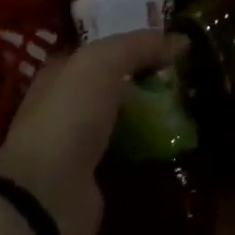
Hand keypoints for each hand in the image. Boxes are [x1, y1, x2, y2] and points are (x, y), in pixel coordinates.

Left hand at [0, 31, 181, 234]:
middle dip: (144, 75)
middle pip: (113, 81)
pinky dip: (147, 145)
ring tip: (187, 103)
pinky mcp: (93, 175)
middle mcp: (66, 103)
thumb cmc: (68, 115)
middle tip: (184, 70)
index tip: (169, 39)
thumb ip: (140, 46)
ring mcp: (78, 142)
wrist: (46, 195)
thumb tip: (182, 40)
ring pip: (121, 115)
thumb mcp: (103, 63)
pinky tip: (174, 139)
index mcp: (60, 71)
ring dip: (148, 111)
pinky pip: (127, 150)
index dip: (131, 40)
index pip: (100, 46)